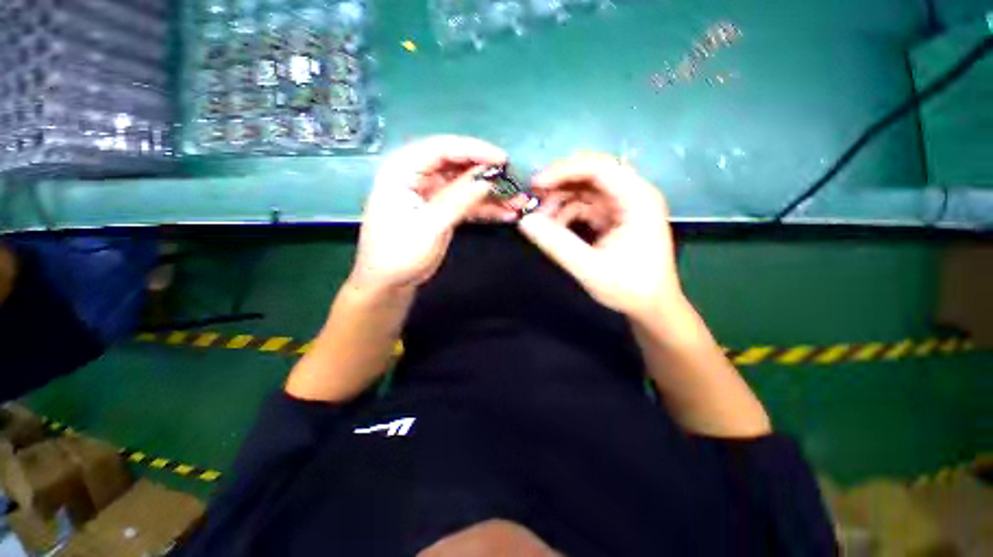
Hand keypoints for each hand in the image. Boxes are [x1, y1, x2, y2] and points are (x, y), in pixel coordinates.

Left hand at [351, 135, 507, 292]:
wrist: (389, 283)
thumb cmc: (399, 255)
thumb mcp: (429, 226)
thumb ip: (458, 200)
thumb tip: (488, 179)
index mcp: (402, 170)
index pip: (441, 149)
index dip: (474, 150)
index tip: (502, 159)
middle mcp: (416, 175)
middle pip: (456, 165)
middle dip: (486, 173)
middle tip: (513, 181)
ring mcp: (430, 193)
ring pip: (464, 185)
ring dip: (490, 193)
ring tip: (516, 202)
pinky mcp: (440, 209)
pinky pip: (465, 202)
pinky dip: (484, 208)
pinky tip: (505, 213)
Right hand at [518, 153, 680, 321]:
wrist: (651, 306)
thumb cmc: (629, 288)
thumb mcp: (589, 268)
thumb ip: (556, 244)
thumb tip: (525, 222)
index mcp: (638, 199)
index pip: (599, 167)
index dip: (564, 170)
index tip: (535, 184)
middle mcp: (633, 194)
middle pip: (592, 172)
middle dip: (560, 183)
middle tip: (534, 199)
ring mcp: (624, 204)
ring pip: (585, 188)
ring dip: (560, 199)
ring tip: (541, 219)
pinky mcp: (615, 216)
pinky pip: (585, 204)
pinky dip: (566, 212)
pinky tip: (554, 227)